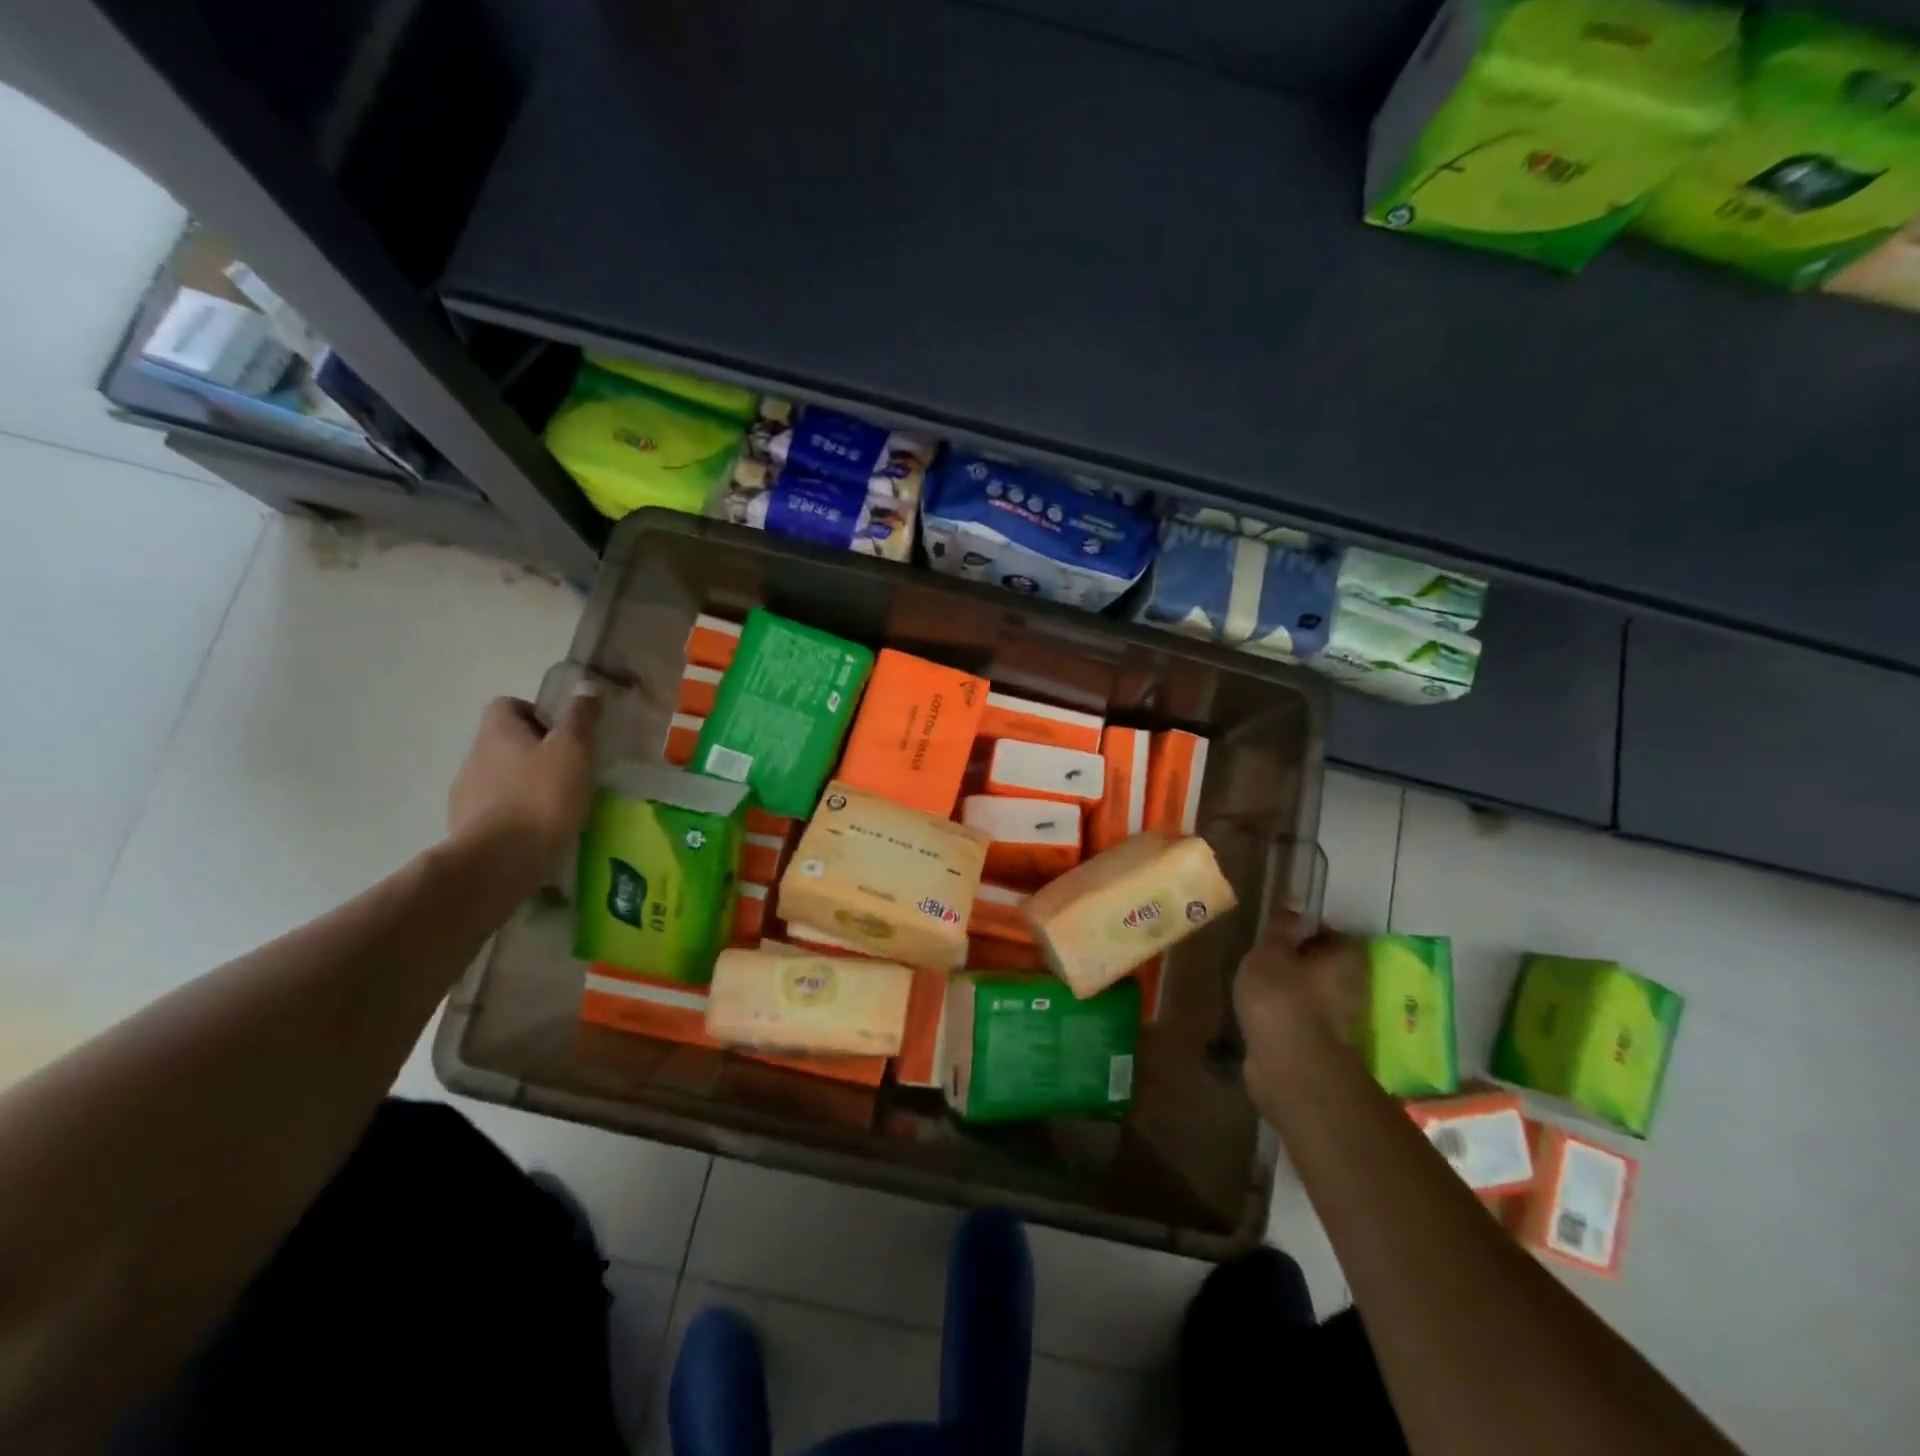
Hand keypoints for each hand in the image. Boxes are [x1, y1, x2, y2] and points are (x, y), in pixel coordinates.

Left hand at [447, 684, 601, 882]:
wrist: (498, 861)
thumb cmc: (541, 797)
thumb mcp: (573, 751)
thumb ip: (580, 718)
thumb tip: (586, 686)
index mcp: (497, 733)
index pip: (506, 705)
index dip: (535, 712)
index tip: (563, 733)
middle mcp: (474, 757)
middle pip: (504, 741)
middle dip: (534, 751)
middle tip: (570, 768)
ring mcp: (466, 794)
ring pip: (499, 776)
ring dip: (524, 783)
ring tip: (558, 803)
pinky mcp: (468, 828)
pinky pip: (495, 809)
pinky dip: (516, 813)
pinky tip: (540, 829)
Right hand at [1234, 911, 1367, 1081]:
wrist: (1289, 1066)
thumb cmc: (1281, 996)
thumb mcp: (1271, 951)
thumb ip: (1282, 926)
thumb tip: (1296, 900)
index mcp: (1346, 959)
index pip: (1330, 934)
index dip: (1305, 930)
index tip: (1278, 932)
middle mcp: (1352, 987)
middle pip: (1324, 965)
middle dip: (1298, 961)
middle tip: (1264, 956)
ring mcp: (1339, 1020)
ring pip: (1313, 993)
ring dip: (1292, 989)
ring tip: (1257, 984)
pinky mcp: (1322, 1045)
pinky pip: (1303, 1018)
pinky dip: (1286, 1014)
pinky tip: (1261, 1012)